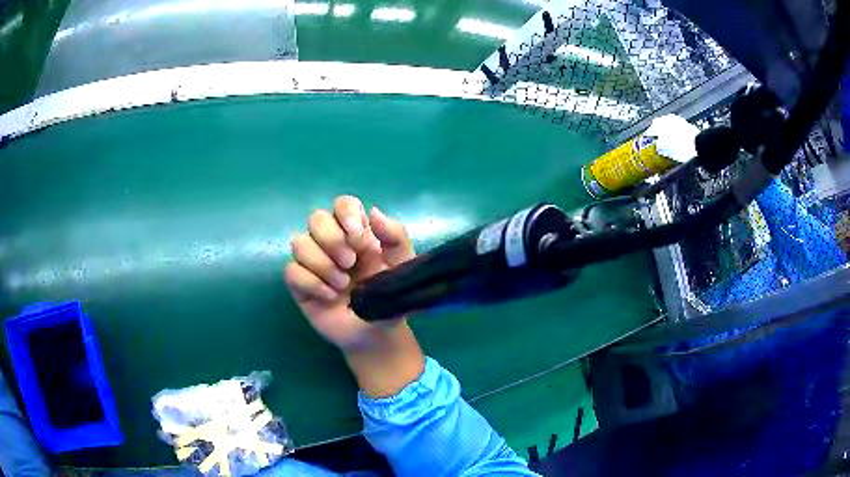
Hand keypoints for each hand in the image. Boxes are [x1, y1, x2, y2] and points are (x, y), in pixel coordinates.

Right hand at [285, 195, 414, 351]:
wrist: (376, 334)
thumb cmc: (388, 297)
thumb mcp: (402, 267)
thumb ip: (396, 237)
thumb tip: (373, 212)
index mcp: (356, 233)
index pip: (343, 204)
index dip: (346, 214)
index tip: (358, 239)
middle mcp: (331, 243)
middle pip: (316, 218)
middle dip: (331, 239)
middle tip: (350, 263)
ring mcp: (313, 263)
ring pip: (299, 243)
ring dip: (322, 264)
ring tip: (342, 286)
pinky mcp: (300, 285)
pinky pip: (291, 271)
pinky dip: (311, 283)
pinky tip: (328, 297)